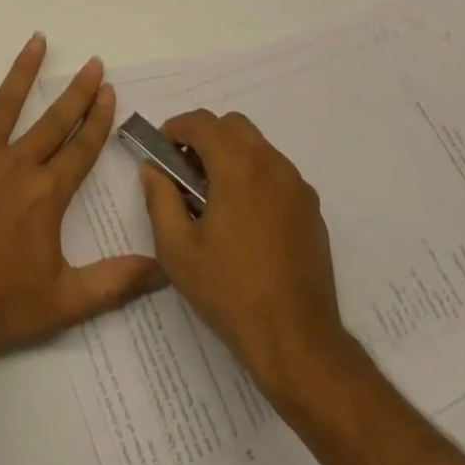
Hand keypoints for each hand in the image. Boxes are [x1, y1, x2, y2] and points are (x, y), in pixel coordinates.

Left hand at [0, 33, 160, 361]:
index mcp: (47, 194)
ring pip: (5, 105)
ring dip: (23, 71)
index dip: (99, 119)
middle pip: (54, 120)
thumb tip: (164, 267)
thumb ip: (116, 281)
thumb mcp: (65, 303)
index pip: (82, 148)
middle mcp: (17, 166)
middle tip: (92, 62)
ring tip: (38, 40)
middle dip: (77, 90)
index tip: (110, 90)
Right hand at [140, 109, 349, 400]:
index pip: (202, 122)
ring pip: (258, 147)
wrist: (298, 342)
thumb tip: (153, 169)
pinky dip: (255, 177)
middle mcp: (271, 165)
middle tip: (186, 173)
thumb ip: (159, 199)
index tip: (161, 151)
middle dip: (205, 138)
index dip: (176, 128)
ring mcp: (297, 186)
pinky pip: (277, 174)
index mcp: (238, 168)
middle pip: (233, 126)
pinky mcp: (312, 210)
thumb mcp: (177, 250)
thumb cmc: (230, 293)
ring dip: (231, 156)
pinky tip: (245, 221)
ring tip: (214, 199)